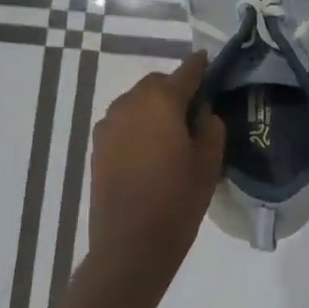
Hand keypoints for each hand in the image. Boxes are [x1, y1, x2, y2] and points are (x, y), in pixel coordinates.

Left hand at [88, 54, 226, 278]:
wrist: (130, 244)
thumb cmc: (178, 199)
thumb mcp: (209, 162)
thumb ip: (210, 126)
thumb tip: (202, 112)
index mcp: (160, 100)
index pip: (186, 72)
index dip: (201, 67)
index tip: (210, 64)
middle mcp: (129, 102)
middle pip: (157, 85)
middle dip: (176, 91)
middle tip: (195, 114)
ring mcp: (109, 124)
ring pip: (137, 103)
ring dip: (154, 109)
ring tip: (172, 136)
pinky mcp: (98, 146)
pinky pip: (124, 124)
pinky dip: (138, 127)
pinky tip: (150, 151)